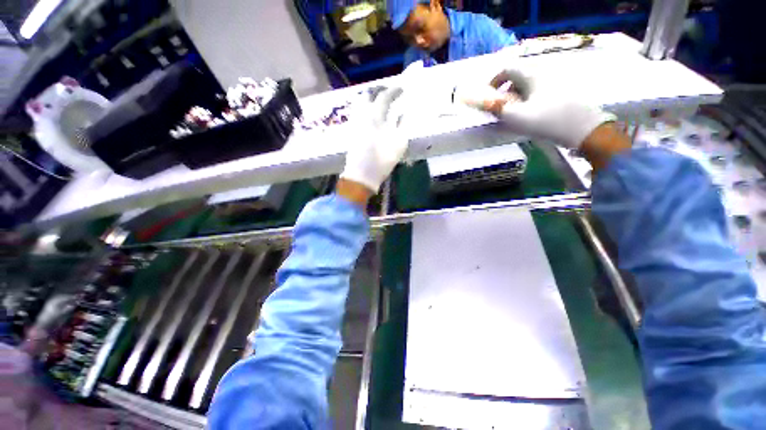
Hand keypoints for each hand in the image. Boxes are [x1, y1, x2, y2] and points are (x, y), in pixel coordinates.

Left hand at [340, 87, 408, 193]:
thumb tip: (402, 113)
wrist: (362, 175)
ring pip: (360, 102)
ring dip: (370, 98)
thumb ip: (402, 125)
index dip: (394, 90)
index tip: (401, 88)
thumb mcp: (399, 144)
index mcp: (376, 116)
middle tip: (388, 91)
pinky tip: (371, 114)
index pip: (385, 96)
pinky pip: (357, 112)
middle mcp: (363, 115)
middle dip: (379, 89)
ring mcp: (355, 122)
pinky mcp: (351, 131)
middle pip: (368, 94)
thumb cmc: (382, 160)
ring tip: (379, 101)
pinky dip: (365, 108)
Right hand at [457, 68, 615, 148]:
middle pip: (518, 76)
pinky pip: (539, 90)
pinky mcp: (562, 92)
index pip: (508, 69)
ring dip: (516, 96)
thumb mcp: (516, 116)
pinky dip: (528, 99)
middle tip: (499, 107)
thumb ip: (497, 108)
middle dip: (504, 90)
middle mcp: (544, 74)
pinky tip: (529, 114)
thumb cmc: (547, 120)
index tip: (487, 95)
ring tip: (513, 113)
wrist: (583, 129)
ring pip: (529, 84)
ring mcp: (555, 82)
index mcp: (532, 75)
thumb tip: (484, 102)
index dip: (494, 80)